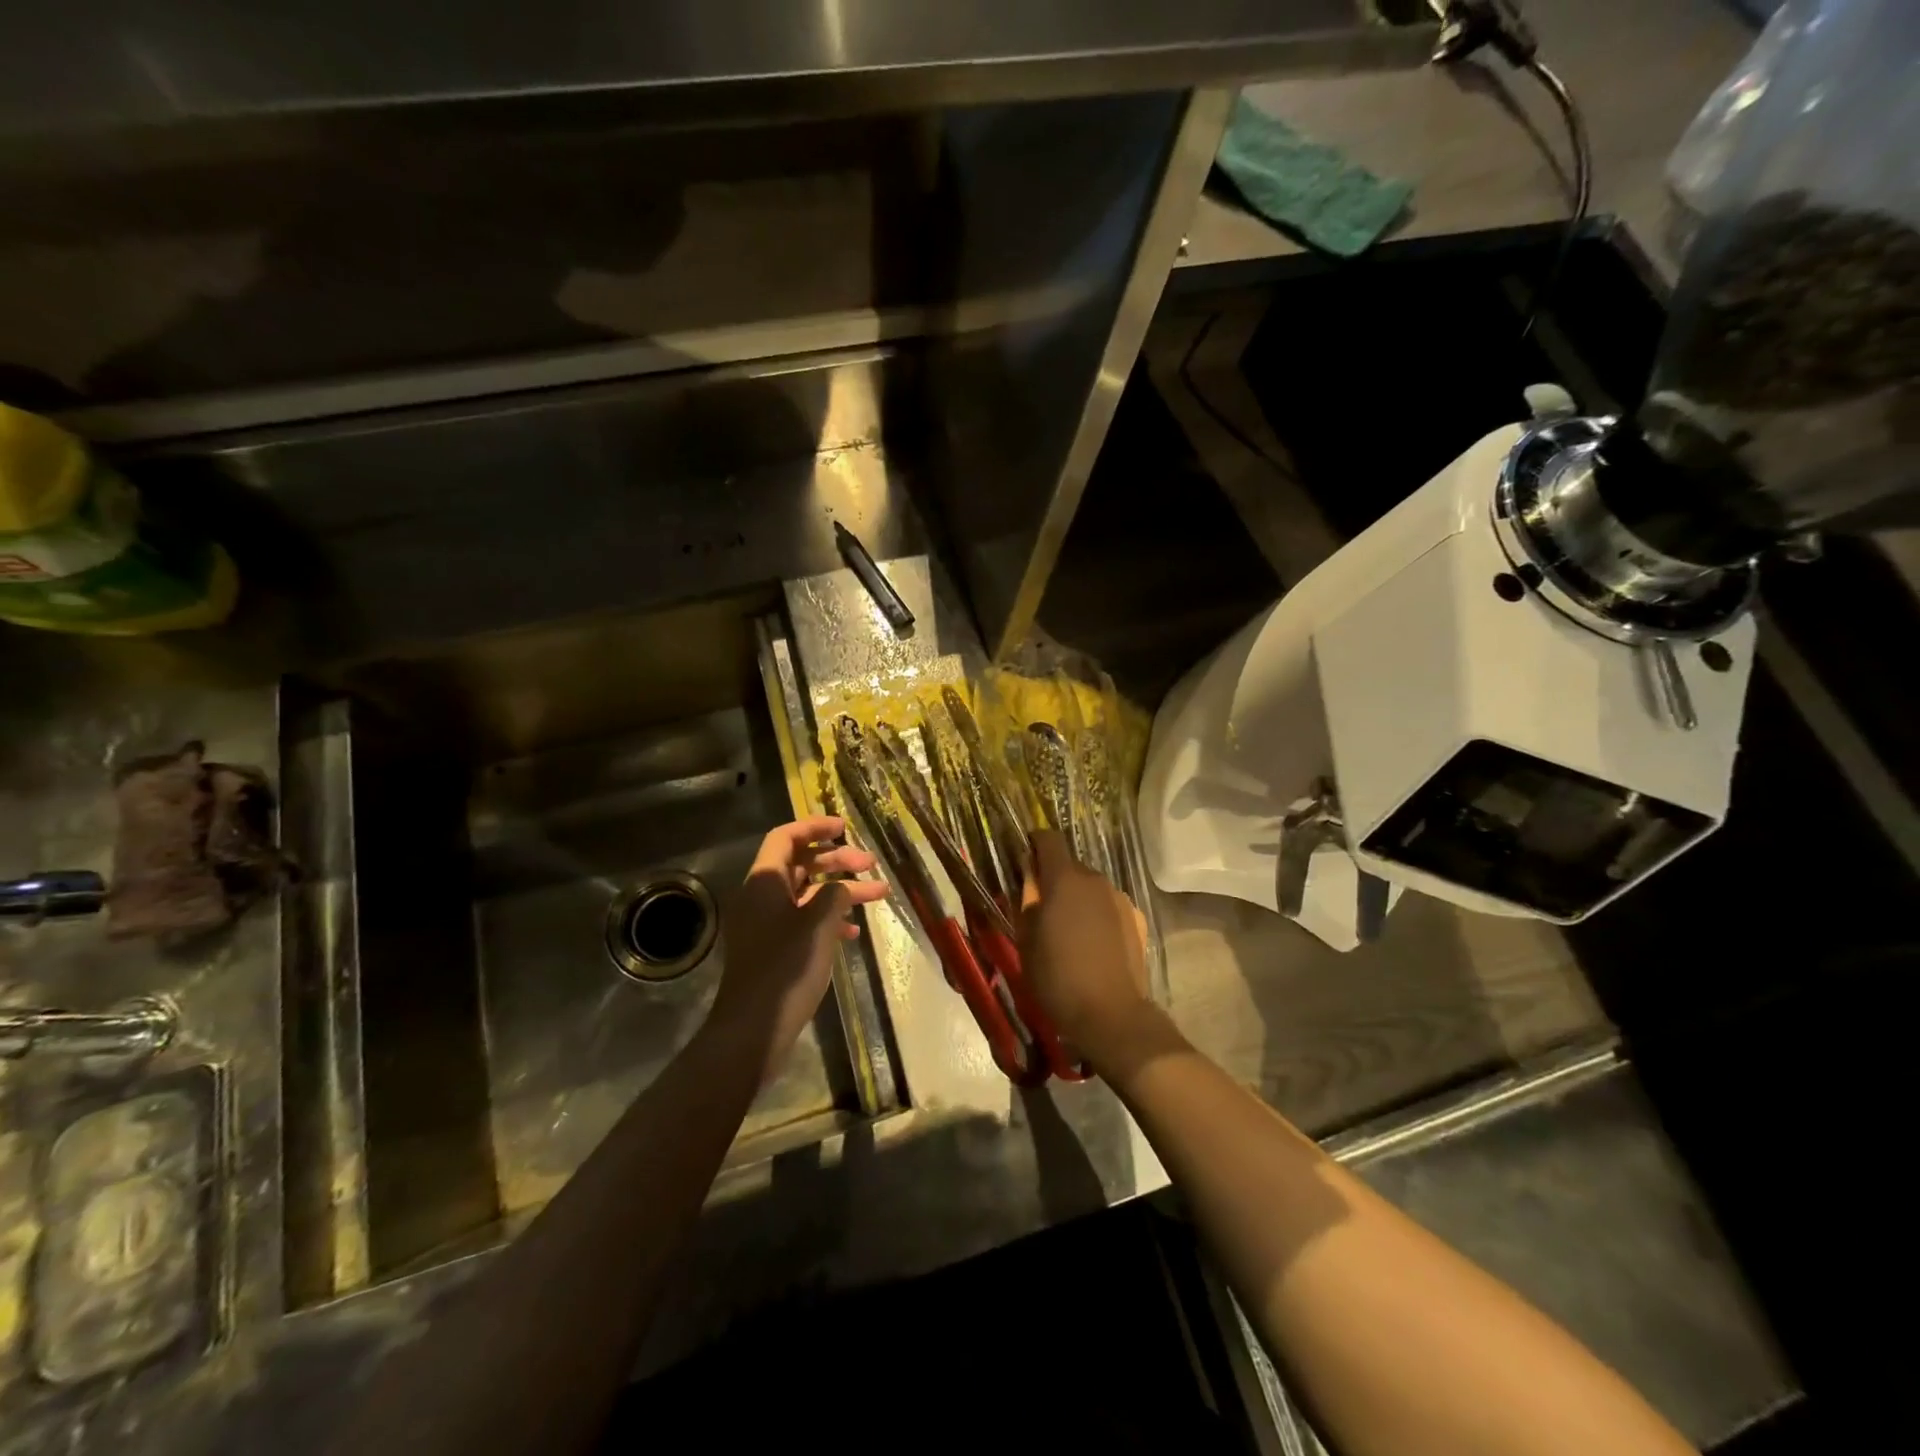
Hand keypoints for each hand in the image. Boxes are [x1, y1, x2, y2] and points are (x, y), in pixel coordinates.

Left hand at [713, 816, 888, 1083]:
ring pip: (807, 894)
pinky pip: (803, 920)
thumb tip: (841, 886)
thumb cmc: (785, 969)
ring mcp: (766, 924)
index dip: (815, 826)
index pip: (786, 837)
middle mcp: (762, 897)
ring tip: (878, 894)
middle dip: (837, 860)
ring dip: (841, 891)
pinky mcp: (774, 948)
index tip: (845, 827)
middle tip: (870, 863)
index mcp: (765, 882)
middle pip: (801, 864)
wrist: (753, 1029)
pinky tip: (853, 932)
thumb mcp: (817, 925)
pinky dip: (829, 918)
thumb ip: (833, 895)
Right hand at [1018, 829, 1154, 1070]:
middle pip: (1070, 865)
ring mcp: (1119, 898)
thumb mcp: (1026, 941)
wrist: (1112, 1014)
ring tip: (1068, 930)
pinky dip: (1096, 914)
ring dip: (1077, 898)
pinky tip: (1092, 944)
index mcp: (1064, 879)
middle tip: (1042, 908)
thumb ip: (1026, 902)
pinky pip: (1107, 906)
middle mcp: (1094, 880)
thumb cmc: (1058, 977)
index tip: (1025, 861)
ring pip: (1090, 887)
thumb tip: (1029, 882)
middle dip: (1054, 878)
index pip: (1048, 839)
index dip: (1034, 844)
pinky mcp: (1135, 919)